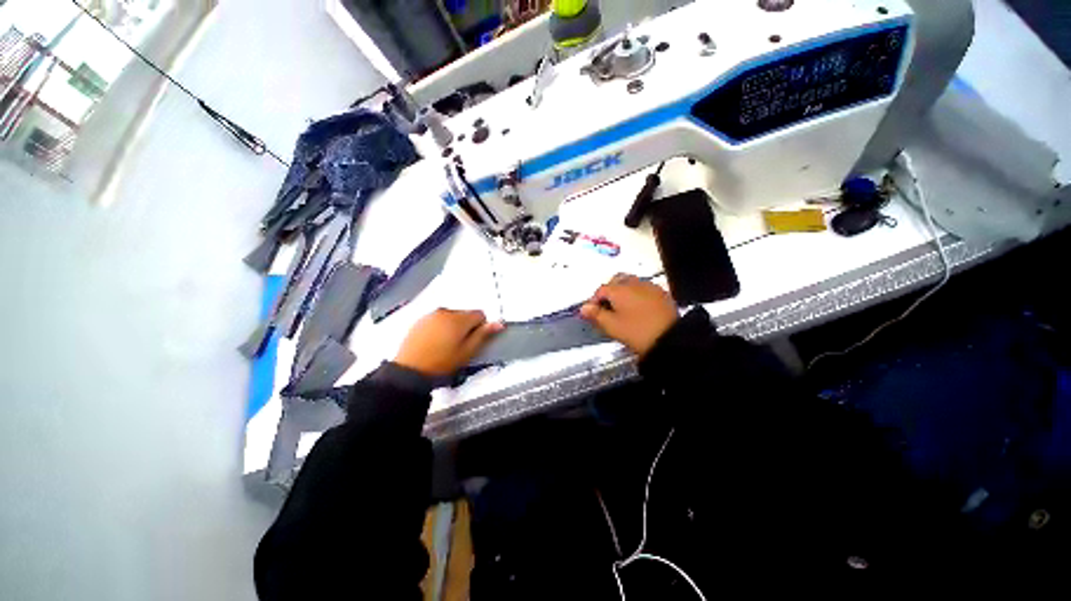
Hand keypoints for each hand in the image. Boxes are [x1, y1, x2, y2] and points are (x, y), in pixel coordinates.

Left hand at [394, 309, 503, 376]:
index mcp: (459, 319)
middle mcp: (445, 311)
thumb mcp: (467, 351)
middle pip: (465, 314)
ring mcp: (431, 315)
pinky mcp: (420, 320)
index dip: (481, 327)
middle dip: (467, 326)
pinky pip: (438, 319)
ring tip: (446, 344)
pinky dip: (440, 327)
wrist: (409, 370)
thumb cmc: (442, 362)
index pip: (480, 314)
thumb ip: (483, 335)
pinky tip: (435, 342)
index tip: (473, 340)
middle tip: (460, 345)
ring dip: (454, 326)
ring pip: (452, 316)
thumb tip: (499, 323)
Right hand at [579, 274, 677, 356]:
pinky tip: (637, 309)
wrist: (670, 339)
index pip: (600, 290)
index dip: (593, 301)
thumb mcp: (612, 326)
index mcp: (619, 289)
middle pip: (616, 281)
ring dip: (622, 292)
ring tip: (621, 309)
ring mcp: (649, 286)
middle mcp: (634, 283)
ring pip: (630, 283)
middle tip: (606, 307)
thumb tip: (584, 308)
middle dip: (608, 292)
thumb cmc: (637, 332)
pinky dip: (636, 295)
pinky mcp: (661, 293)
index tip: (592, 313)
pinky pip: (643, 289)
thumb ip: (596, 315)